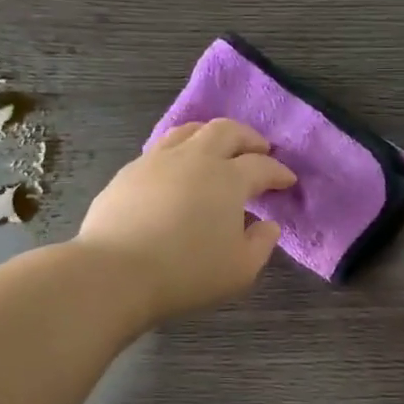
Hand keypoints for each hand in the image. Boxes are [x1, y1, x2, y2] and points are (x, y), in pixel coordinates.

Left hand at [78, 119, 295, 323]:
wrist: (115, 273)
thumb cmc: (187, 272)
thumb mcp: (240, 269)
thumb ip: (261, 244)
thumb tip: (268, 225)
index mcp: (228, 178)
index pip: (261, 166)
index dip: (278, 171)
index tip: (287, 180)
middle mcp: (195, 158)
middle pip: (226, 131)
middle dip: (248, 138)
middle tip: (259, 149)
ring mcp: (158, 161)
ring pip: (190, 131)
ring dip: (211, 134)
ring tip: (218, 148)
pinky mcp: (129, 172)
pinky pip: (161, 149)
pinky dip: (180, 151)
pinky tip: (177, 170)